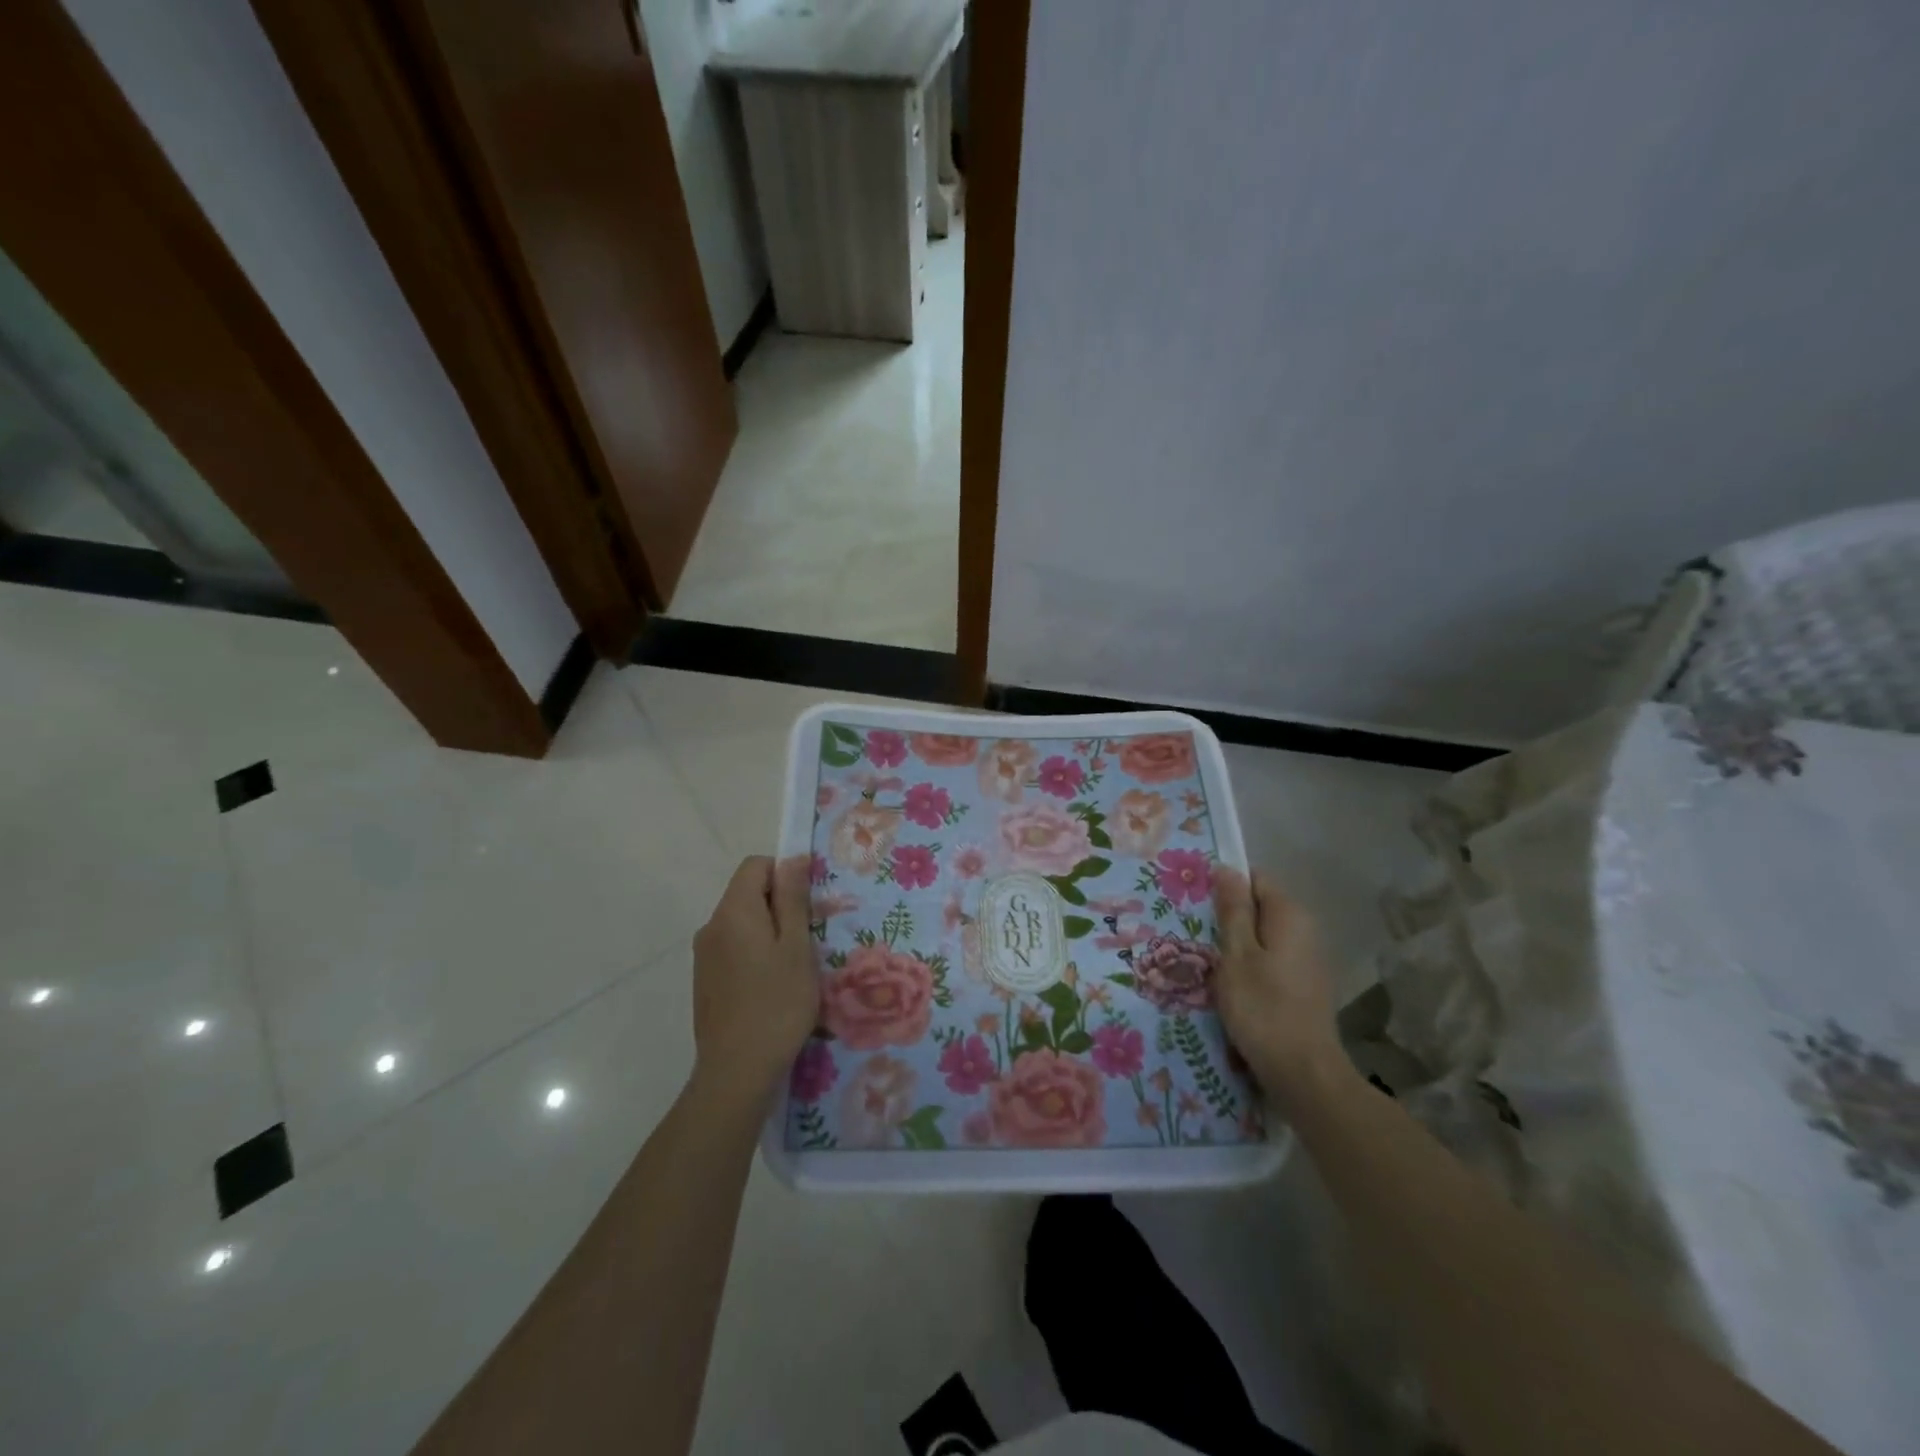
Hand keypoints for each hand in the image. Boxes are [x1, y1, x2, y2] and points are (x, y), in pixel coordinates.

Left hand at [690, 855, 818, 1102]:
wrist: (736, 1072)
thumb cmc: (777, 1004)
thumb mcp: (796, 947)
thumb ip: (793, 899)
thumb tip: (792, 858)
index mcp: (732, 911)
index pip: (756, 865)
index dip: (785, 875)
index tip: (808, 907)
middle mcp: (711, 926)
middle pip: (748, 893)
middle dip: (780, 906)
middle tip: (808, 939)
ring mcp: (704, 955)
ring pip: (743, 923)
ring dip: (770, 932)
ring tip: (794, 967)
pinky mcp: (705, 980)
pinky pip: (734, 948)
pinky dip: (755, 954)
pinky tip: (772, 987)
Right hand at [1213, 867, 1347, 1111]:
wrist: (1303, 1073)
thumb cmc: (1262, 1008)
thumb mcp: (1236, 955)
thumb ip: (1232, 910)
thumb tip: (1227, 868)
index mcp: (1289, 915)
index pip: (1254, 879)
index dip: (1224, 886)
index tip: (1196, 903)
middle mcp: (1305, 930)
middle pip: (1259, 908)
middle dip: (1227, 917)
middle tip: (1193, 933)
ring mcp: (1307, 960)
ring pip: (1263, 936)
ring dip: (1235, 945)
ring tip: (1204, 961)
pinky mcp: (1304, 986)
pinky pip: (1270, 960)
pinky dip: (1249, 966)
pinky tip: (1229, 985)